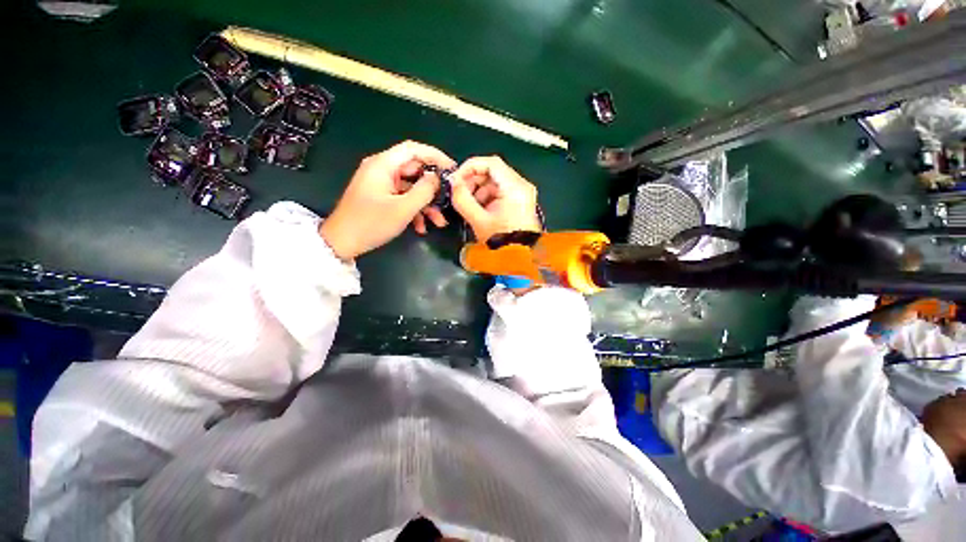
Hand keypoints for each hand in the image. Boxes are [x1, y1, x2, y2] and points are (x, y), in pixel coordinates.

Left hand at [320, 141, 455, 258]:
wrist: (342, 242)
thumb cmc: (371, 223)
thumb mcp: (403, 208)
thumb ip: (424, 191)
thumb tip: (438, 178)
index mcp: (383, 165)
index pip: (414, 149)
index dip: (435, 156)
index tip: (453, 170)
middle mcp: (382, 170)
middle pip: (415, 170)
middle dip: (433, 188)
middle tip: (449, 200)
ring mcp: (381, 184)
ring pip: (412, 188)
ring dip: (426, 204)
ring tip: (439, 222)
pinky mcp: (381, 197)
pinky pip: (403, 198)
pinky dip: (414, 210)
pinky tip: (421, 227)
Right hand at [450, 156, 540, 242]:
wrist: (521, 257)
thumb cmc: (501, 240)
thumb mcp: (478, 220)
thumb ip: (462, 199)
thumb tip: (452, 183)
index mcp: (515, 187)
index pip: (491, 163)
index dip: (470, 167)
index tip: (456, 179)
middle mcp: (521, 185)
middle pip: (492, 171)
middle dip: (473, 181)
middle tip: (460, 194)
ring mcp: (522, 193)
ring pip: (495, 182)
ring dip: (478, 190)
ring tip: (469, 206)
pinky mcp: (520, 201)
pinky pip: (500, 192)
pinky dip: (487, 197)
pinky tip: (480, 210)